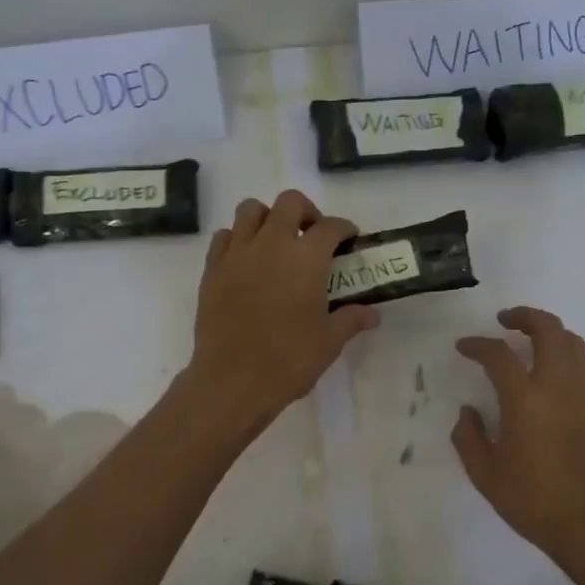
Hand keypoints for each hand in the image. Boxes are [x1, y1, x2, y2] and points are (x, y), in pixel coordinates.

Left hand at [186, 190, 378, 433]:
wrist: (233, 381)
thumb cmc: (289, 361)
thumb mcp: (329, 341)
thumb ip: (351, 319)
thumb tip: (372, 314)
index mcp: (307, 259)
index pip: (331, 226)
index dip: (344, 229)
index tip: (349, 240)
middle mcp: (272, 244)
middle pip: (290, 203)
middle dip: (306, 212)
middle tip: (313, 237)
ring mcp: (238, 254)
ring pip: (251, 210)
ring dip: (268, 217)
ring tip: (277, 242)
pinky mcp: (212, 269)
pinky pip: (224, 237)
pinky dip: (238, 238)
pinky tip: (247, 260)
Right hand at [452, 307, 584, 584]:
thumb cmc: (534, 502)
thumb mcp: (486, 476)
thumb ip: (469, 438)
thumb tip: (468, 412)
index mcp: (526, 401)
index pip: (499, 355)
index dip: (478, 345)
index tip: (464, 346)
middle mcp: (559, 387)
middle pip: (549, 330)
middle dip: (525, 317)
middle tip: (505, 321)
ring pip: (574, 342)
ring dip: (551, 331)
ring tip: (532, 339)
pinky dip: (573, 354)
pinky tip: (561, 367)